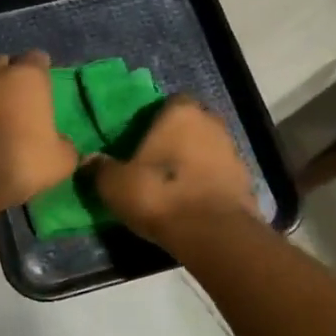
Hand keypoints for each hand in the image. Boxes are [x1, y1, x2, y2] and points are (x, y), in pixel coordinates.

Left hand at [0, 54, 78, 213]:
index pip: (37, 59)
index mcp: (28, 78)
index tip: (42, 84)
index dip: (40, 70)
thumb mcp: (60, 161)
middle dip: (6, 73)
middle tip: (10, 95)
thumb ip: (66, 147)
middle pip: (1, 61)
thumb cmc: (22, 162)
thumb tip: (64, 145)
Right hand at [93, 96, 258, 244]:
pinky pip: (220, 175)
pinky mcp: (246, 181)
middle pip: (192, 124)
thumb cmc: (159, 194)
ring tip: (173, 185)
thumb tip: (89, 161)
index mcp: (181, 113)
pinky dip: (208, 184)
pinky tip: (191, 202)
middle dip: (177, 138)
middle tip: (155, 160)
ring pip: (208, 149)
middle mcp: (212, 123)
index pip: (170, 102)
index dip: (157, 118)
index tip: (142, 137)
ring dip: (194, 162)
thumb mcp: (115, 184)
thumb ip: (101, 169)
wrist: (212, 234)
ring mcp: (233, 151)